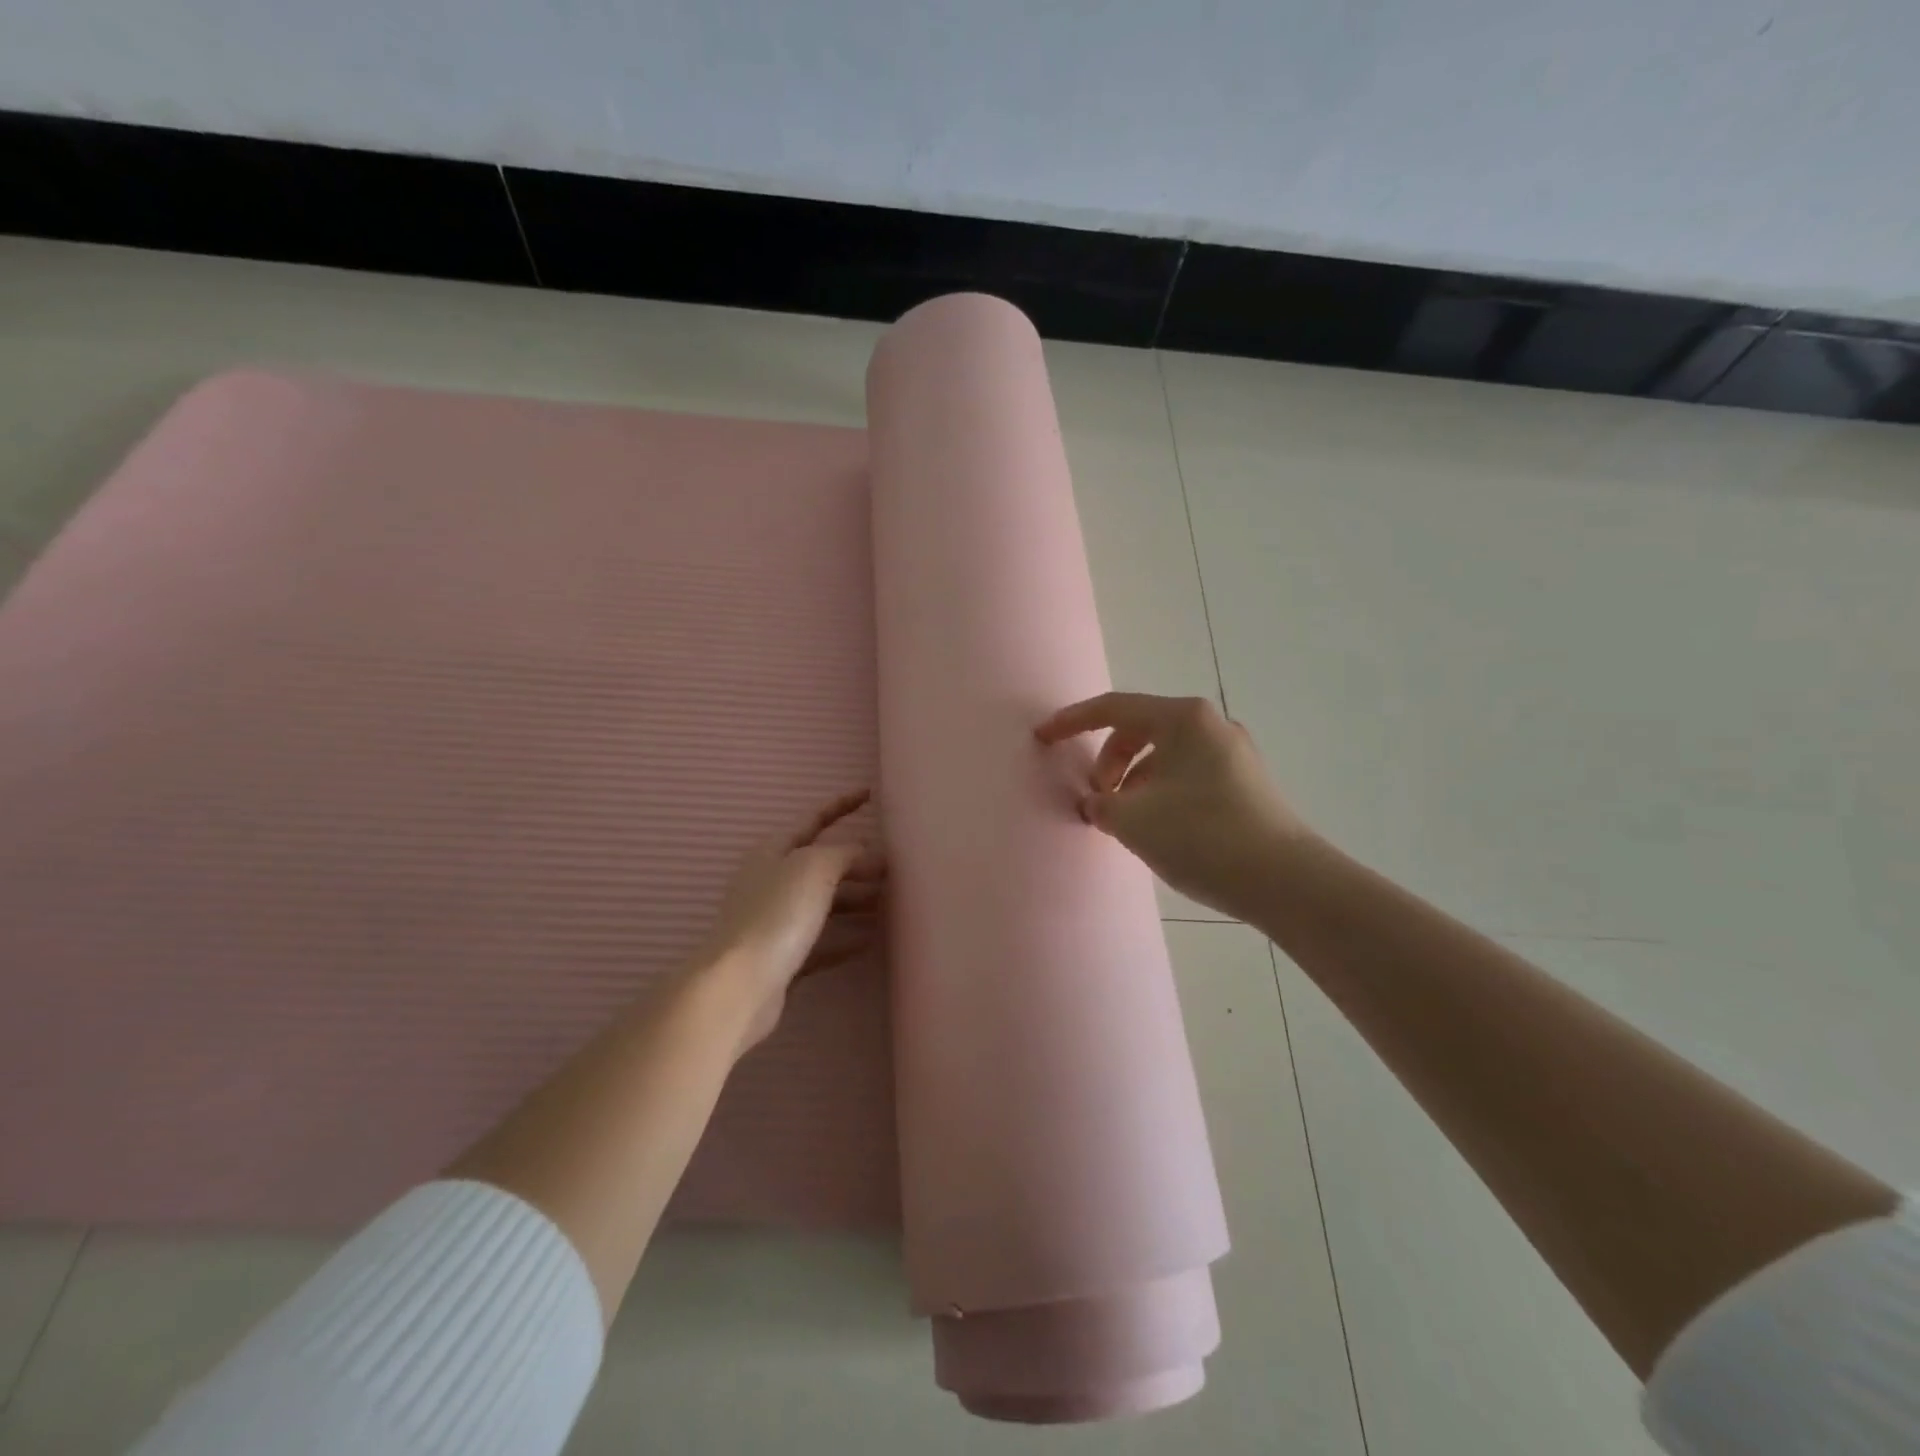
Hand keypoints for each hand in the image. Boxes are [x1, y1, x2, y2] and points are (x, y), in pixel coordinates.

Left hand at [690, 789, 884, 1050]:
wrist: (740, 985)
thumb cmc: (777, 914)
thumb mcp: (815, 867)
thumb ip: (844, 852)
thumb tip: (864, 852)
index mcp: (774, 851)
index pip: (813, 819)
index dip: (841, 805)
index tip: (870, 794)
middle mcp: (771, 881)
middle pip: (820, 864)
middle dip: (856, 863)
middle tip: (892, 868)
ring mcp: (774, 921)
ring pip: (822, 903)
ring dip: (854, 900)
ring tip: (888, 904)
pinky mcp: (781, 958)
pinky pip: (820, 941)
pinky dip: (844, 939)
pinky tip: (869, 942)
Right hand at [1035, 693, 1308, 919]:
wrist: (1286, 881)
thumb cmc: (1202, 836)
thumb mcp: (1134, 820)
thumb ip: (1101, 803)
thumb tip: (1098, 802)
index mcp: (1184, 719)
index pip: (1113, 708)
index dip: (1071, 722)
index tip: (1043, 738)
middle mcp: (1211, 725)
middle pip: (1141, 731)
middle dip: (1109, 761)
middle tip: (1098, 798)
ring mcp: (1233, 754)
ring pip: (1165, 757)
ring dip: (1134, 782)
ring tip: (1126, 821)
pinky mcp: (1246, 784)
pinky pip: (1187, 775)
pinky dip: (1160, 792)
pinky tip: (1158, 829)